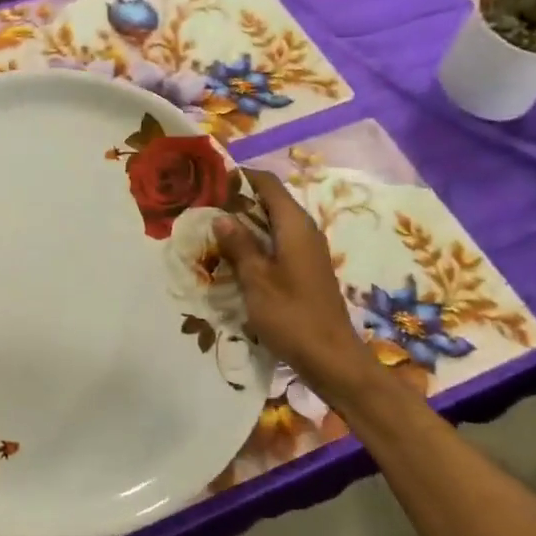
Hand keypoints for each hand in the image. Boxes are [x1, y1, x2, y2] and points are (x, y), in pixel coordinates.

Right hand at [215, 171, 378, 401]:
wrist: (331, 358)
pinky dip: (256, 243)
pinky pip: (278, 243)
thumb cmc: (291, 315)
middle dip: (238, 201)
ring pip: (273, 223)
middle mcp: (305, 230)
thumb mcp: (256, 279)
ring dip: (245, 224)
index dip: (240, 177)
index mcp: (295, 224)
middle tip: (203, 208)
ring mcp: (307, 250)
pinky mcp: (306, 269)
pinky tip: (234, 258)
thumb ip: (239, 244)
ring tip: (212, 231)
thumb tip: (221, 216)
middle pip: (270, 201)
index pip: (267, 183)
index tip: (210, 181)